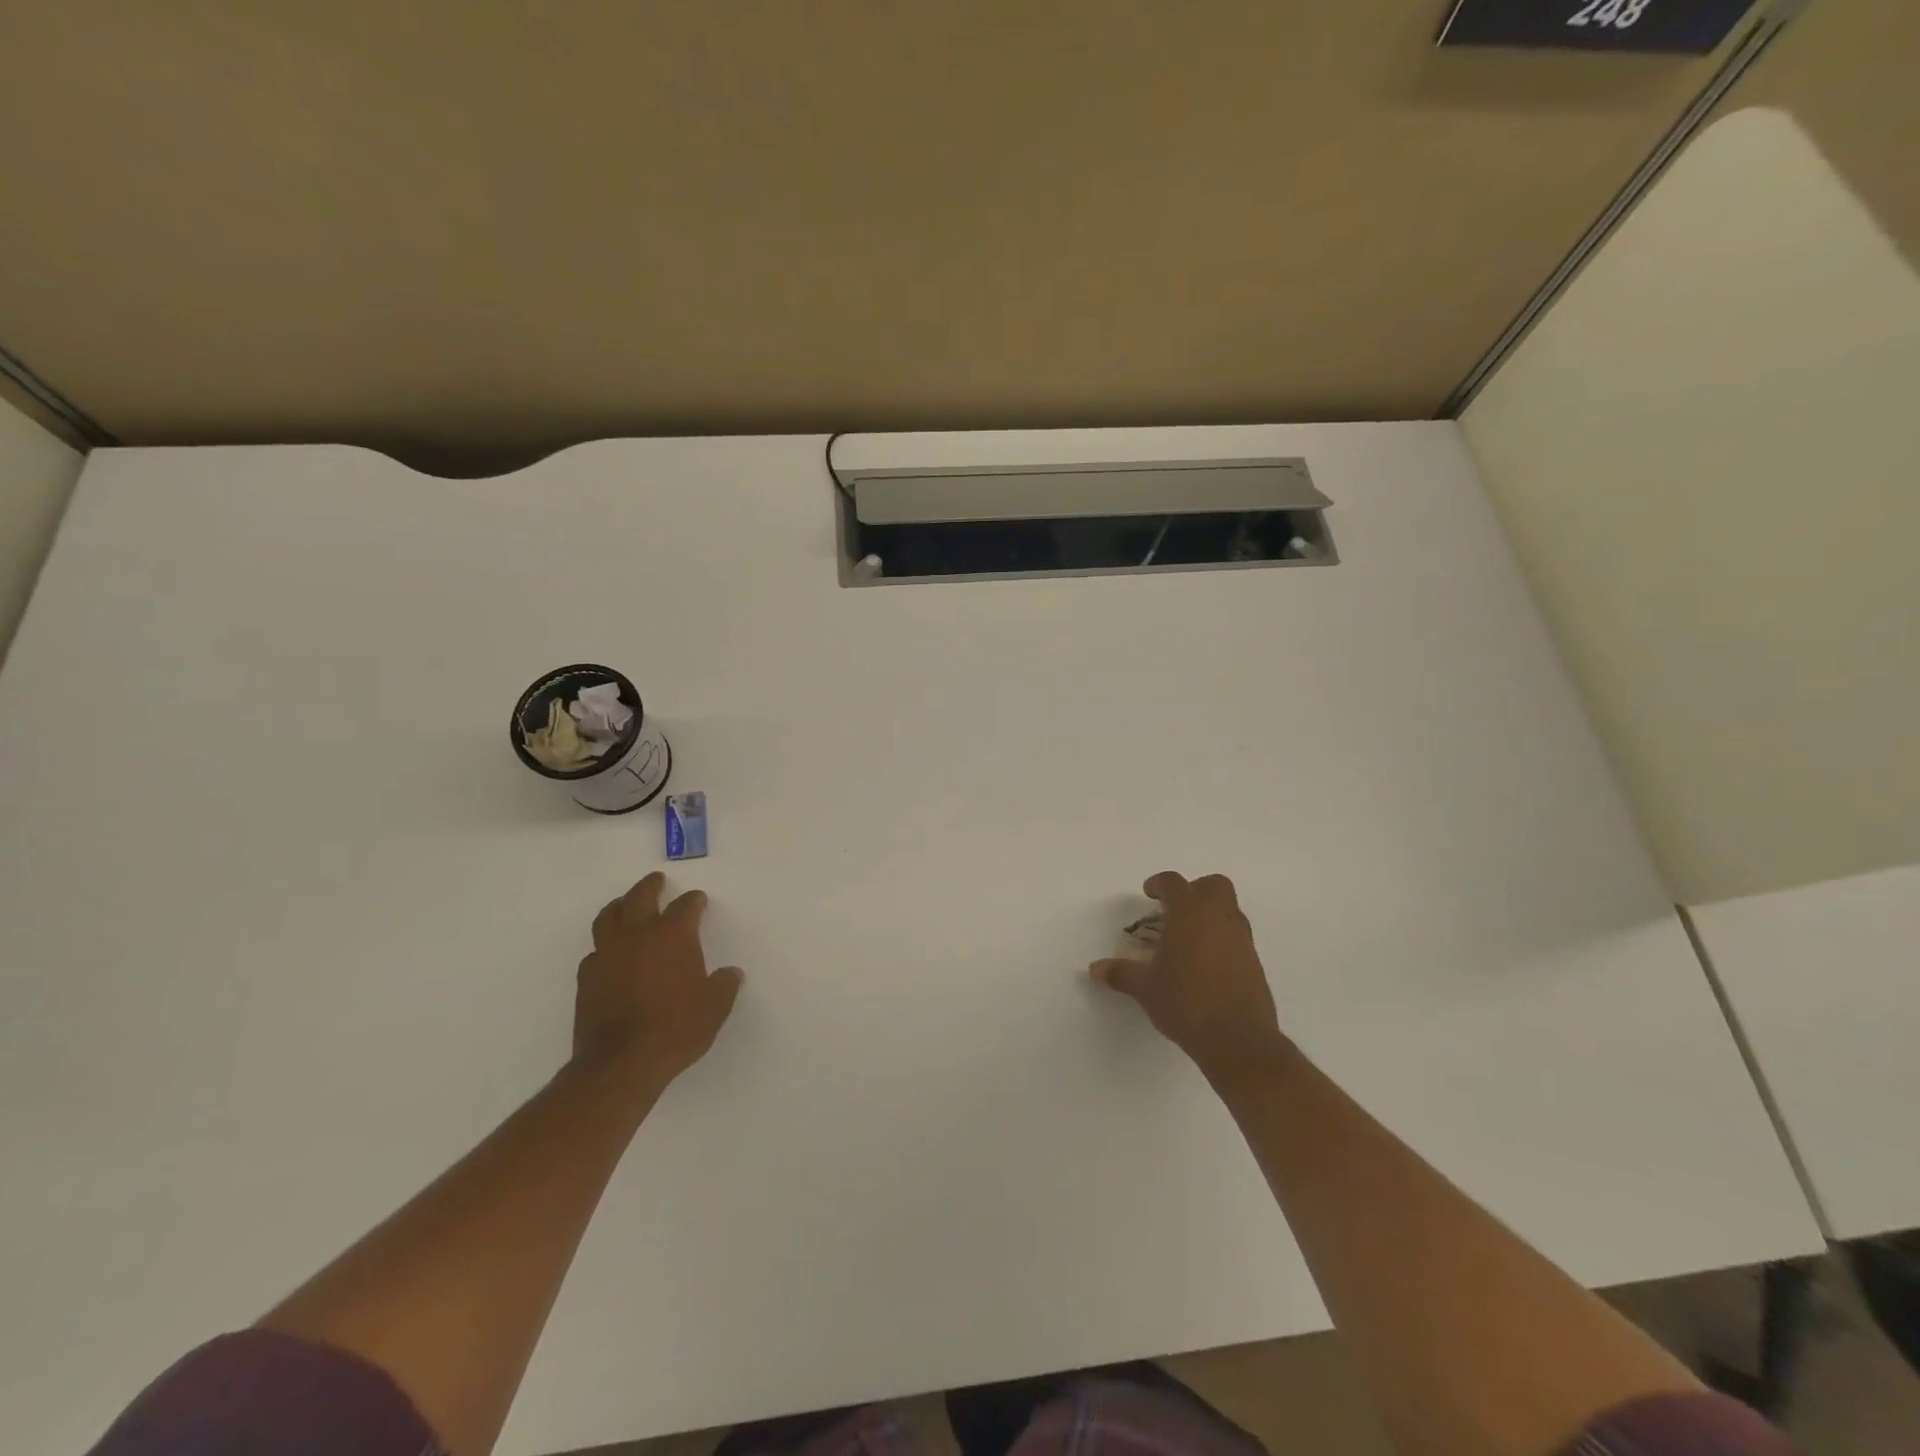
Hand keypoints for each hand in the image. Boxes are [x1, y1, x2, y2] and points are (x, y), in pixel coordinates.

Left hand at [572, 871, 743, 1094]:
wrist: (622, 1063)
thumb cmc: (676, 1028)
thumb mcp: (715, 1007)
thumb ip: (724, 985)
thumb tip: (730, 974)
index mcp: (673, 935)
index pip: (685, 906)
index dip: (694, 901)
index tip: (698, 900)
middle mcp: (638, 936)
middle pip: (640, 897)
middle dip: (650, 886)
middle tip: (657, 880)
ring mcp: (608, 955)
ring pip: (609, 917)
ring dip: (620, 906)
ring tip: (625, 905)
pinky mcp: (587, 978)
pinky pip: (595, 951)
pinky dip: (604, 946)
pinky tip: (610, 954)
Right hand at [1090, 872, 1289, 1084]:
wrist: (1237, 1040)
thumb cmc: (1186, 1003)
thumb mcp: (1146, 989)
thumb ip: (1121, 973)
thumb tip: (1096, 969)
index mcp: (1189, 914)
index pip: (1174, 883)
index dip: (1159, 884)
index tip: (1149, 894)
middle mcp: (1219, 918)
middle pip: (1213, 885)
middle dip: (1194, 890)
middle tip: (1175, 910)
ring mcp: (1241, 939)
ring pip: (1229, 909)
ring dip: (1210, 914)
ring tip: (1188, 939)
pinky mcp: (1254, 961)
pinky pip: (1237, 935)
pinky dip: (1222, 938)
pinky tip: (1205, 964)